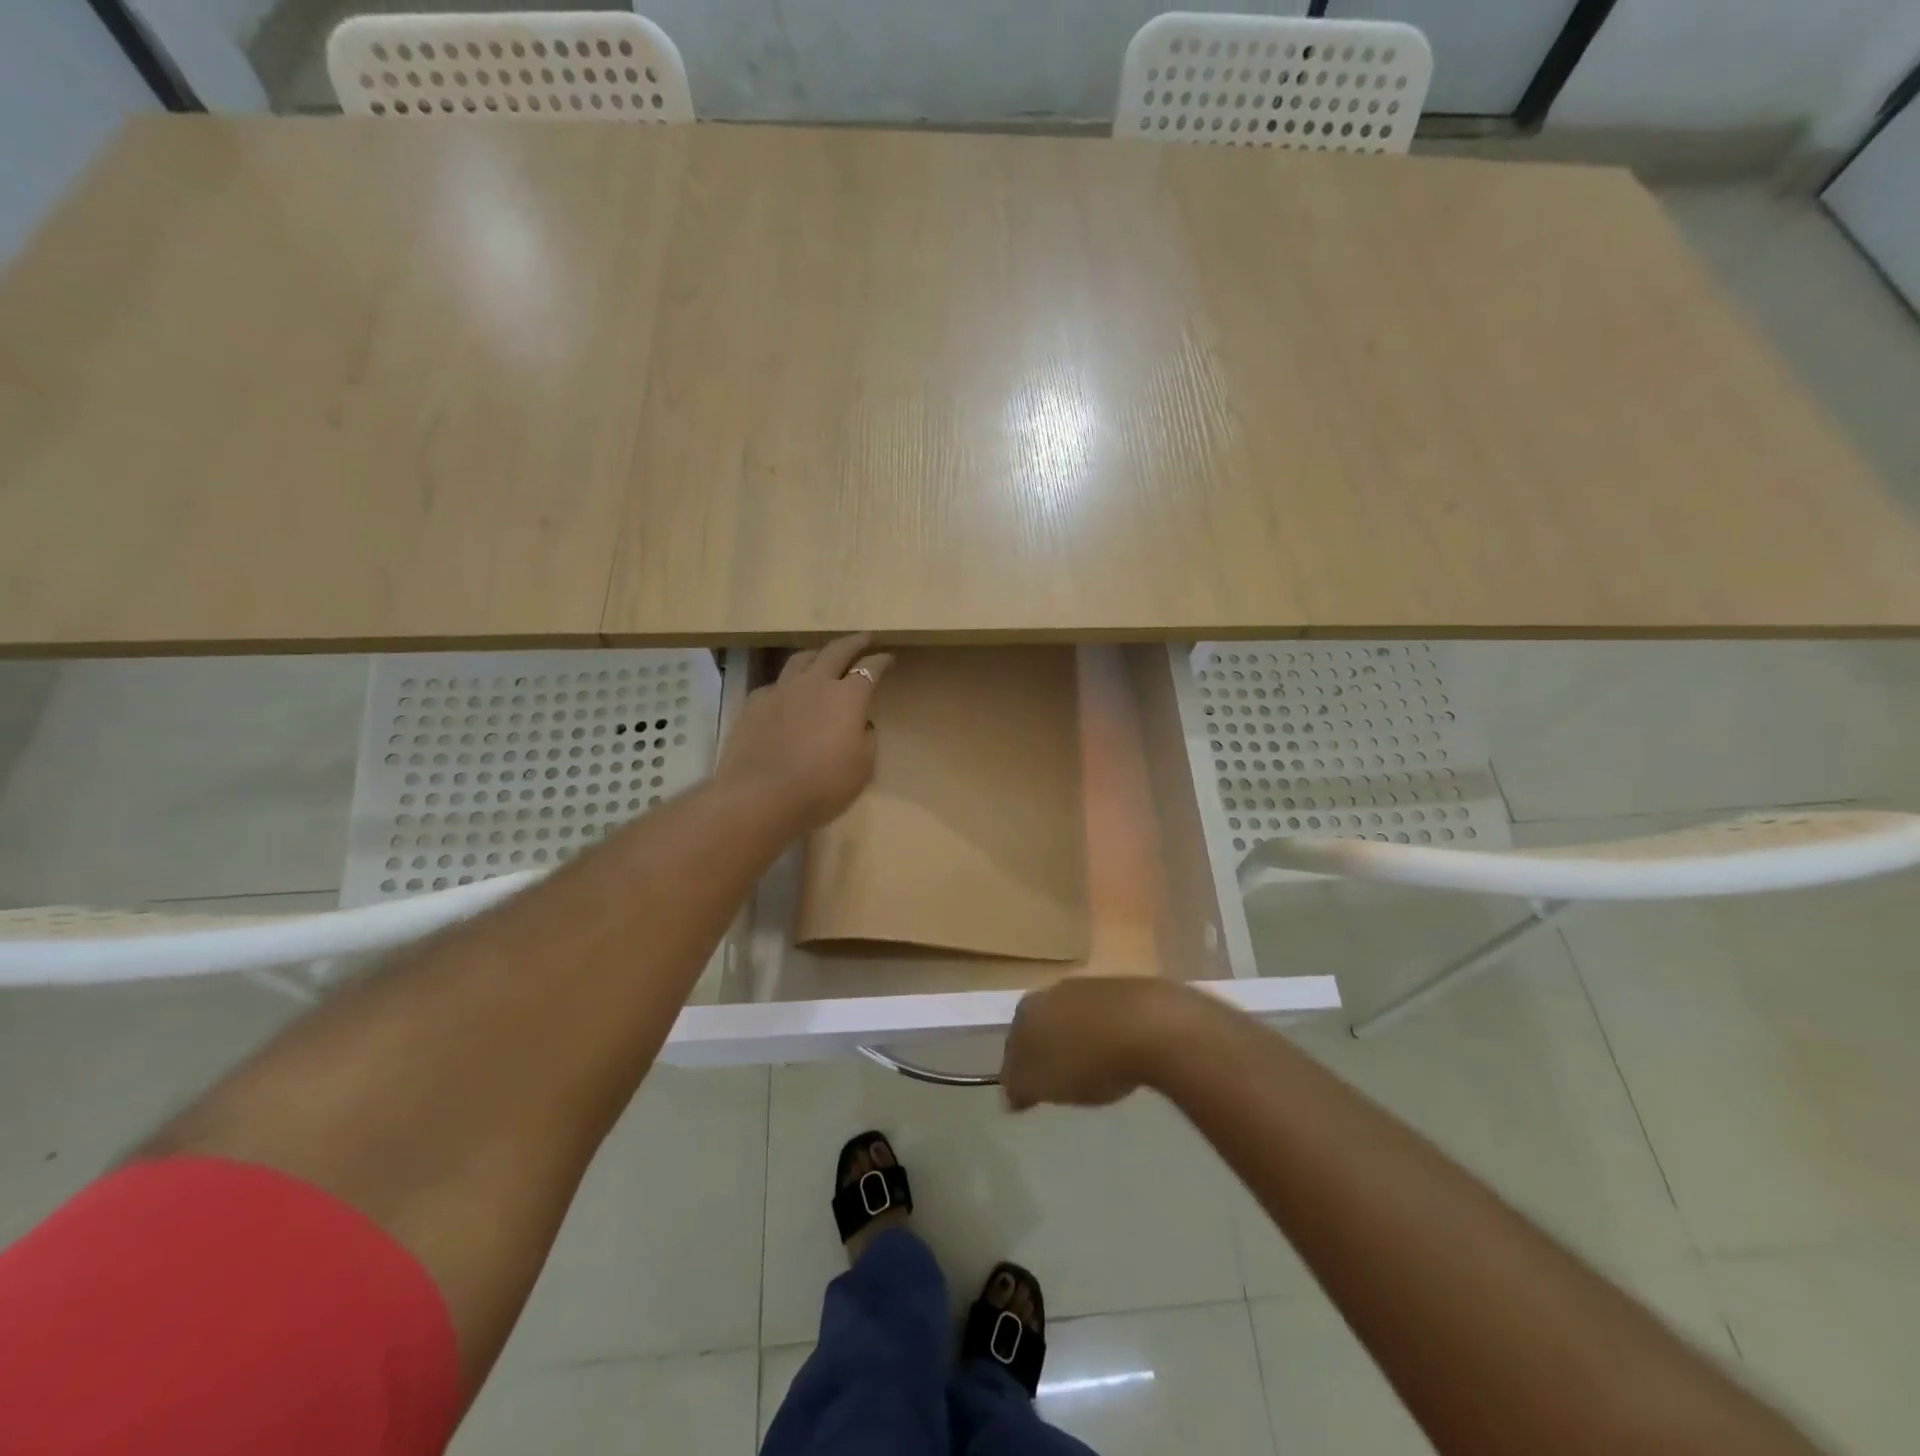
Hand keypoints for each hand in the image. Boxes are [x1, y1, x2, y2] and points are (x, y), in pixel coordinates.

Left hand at [716, 633, 893, 834]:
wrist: (760, 796)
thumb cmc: (822, 786)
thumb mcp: (862, 769)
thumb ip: (866, 739)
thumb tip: (861, 724)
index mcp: (847, 697)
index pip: (870, 669)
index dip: (881, 661)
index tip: (888, 658)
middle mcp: (815, 683)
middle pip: (836, 651)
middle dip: (853, 643)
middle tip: (864, 638)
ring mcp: (780, 690)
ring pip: (801, 659)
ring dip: (818, 654)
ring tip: (823, 656)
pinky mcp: (754, 704)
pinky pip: (775, 684)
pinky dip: (788, 684)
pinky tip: (788, 694)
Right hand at [1001, 978, 1215, 1110]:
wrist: (1151, 1026)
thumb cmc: (1087, 1060)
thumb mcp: (1043, 1084)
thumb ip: (1019, 1088)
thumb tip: (1010, 1093)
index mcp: (1028, 1009)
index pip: (1012, 1042)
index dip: (1018, 1069)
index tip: (1027, 1092)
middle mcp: (1053, 990)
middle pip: (1042, 1025)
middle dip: (1047, 1049)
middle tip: (1058, 1080)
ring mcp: (1090, 985)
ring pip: (1073, 1017)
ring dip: (1077, 1039)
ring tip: (1092, 1071)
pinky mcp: (1125, 989)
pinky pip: (1105, 1017)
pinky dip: (1106, 1034)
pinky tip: (1119, 1055)